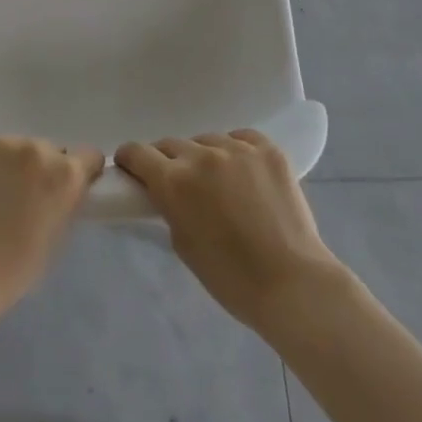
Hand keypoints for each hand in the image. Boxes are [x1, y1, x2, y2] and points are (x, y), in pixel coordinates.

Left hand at [0, 136, 104, 321]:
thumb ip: (66, 203)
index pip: (88, 156)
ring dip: (7, 165)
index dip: (79, 173)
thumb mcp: (57, 239)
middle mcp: (36, 148)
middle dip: (38, 170)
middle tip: (20, 199)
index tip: (63, 189)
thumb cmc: (12, 270)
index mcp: (66, 173)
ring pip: (12, 148)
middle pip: (46, 150)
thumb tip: (61, 190)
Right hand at [114, 131, 341, 332]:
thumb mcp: (182, 243)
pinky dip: (236, 150)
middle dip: (167, 161)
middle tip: (178, 183)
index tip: (132, 169)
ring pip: (207, 140)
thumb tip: (167, 192)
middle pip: (171, 144)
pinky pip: (242, 138)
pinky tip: (242, 171)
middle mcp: (203, 156)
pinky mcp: (268, 151)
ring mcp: (239, 149)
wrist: (291, 282)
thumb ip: (169, 207)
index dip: (130, 160)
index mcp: (175, 181)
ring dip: (204, 156)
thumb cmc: (229, 277)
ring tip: (218, 182)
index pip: (137, 152)